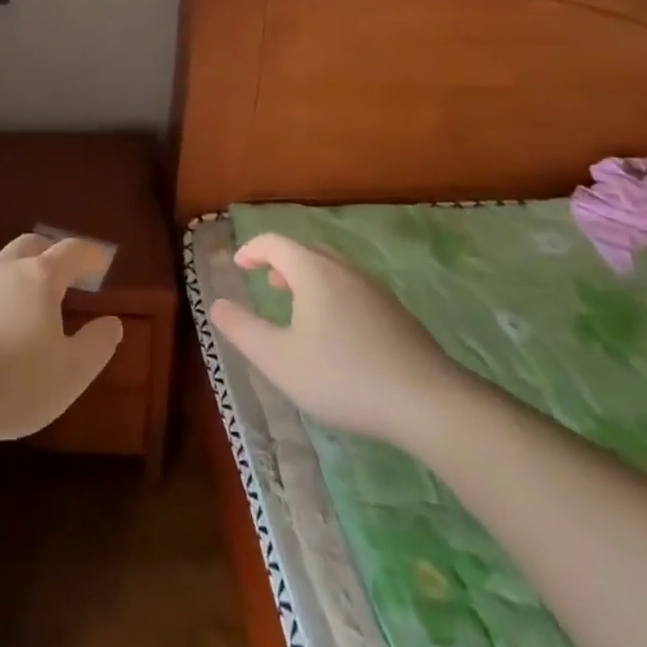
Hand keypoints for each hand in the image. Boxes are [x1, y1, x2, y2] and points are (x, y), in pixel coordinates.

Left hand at [0, 234, 123, 443]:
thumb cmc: (14, 382)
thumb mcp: (71, 373)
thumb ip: (96, 345)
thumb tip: (112, 322)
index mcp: (38, 279)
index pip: (70, 251)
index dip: (89, 253)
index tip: (101, 260)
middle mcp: (2, 270)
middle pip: (30, 245)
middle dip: (50, 252)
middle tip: (62, 271)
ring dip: (15, 271)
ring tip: (23, 296)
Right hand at [209, 233, 469, 446]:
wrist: (429, 403)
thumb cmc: (343, 376)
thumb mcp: (279, 359)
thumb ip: (242, 329)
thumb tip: (216, 304)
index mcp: (313, 272)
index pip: (276, 243)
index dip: (252, 249)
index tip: (239, 265)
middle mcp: (345, 271)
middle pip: (307, 251)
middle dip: (282, 261)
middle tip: (267, 282)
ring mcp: (376, 292)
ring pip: (334, 271)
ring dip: (309, 279)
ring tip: (298, 306)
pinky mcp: (398, 316)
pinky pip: (354, 290)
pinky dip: (333, 296)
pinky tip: (337, 334)